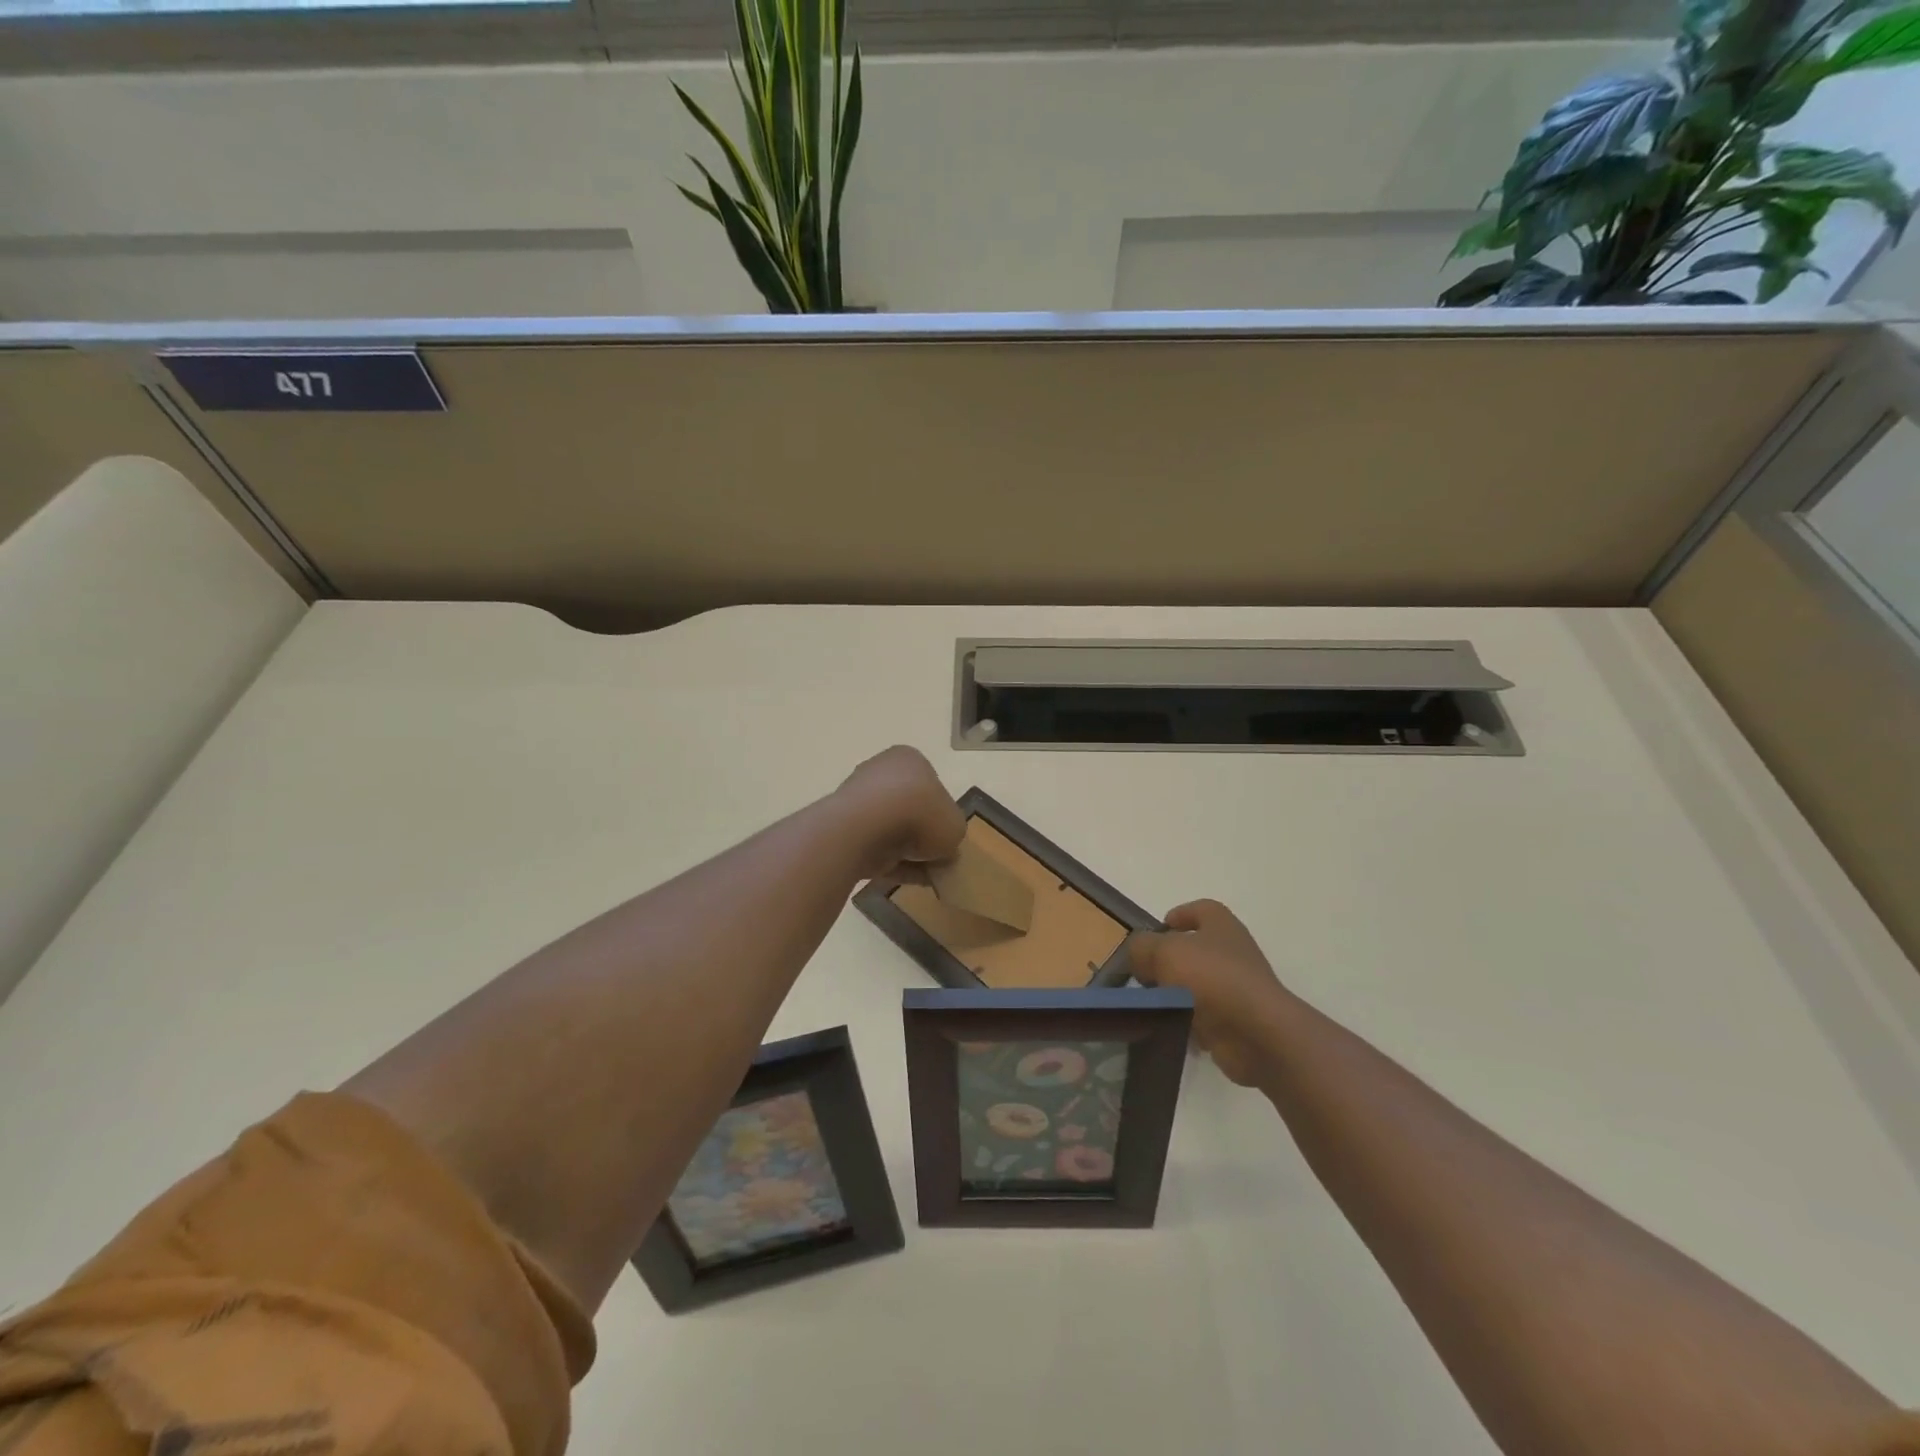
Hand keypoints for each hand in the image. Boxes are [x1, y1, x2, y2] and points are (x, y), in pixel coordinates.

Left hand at [835, 746, 966, 877]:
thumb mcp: (955, 826)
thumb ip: (951, 835)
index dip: (942, 815)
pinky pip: (874, 847)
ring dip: (908, 852)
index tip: (948, 839)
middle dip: (922, 836)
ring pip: (891, 830)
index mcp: (909, 760)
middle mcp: (881, 773)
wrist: (866, 828)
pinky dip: (892, 864)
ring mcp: (858, 800)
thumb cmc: (920, 813)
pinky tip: (909, 881)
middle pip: (909, 809)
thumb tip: (944, 850)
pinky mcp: (843, 829)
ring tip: (927, 876)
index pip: (931, 787)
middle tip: (938, 859)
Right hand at [1128, 900, 1291, 1087]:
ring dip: (1174, 993)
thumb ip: (1143, 946)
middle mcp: (1233, 954)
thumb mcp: (1165, 951)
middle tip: (1143, 971)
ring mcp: (1237, 989)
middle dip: (1168, 959)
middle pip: (1196, 949)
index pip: (1202, 910)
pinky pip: (1203, 1016)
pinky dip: (1185, 1021)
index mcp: (1222, 927)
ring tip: (1148, 1001)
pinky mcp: (1235, 1022)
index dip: (1180, 915)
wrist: (1255, 1033)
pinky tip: (1167, 1025)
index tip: (1157, 929)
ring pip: (1197, 985)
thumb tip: (1138, 955)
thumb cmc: (1211, 978)